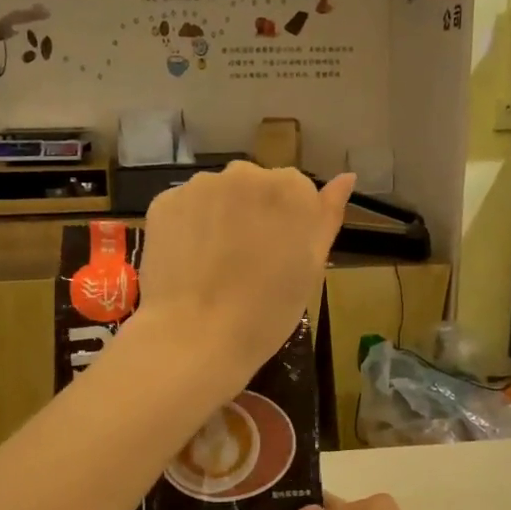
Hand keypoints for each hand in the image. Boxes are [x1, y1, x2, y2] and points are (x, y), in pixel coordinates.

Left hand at [136, 162, 352, 392]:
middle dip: (253, 214)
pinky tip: (189, 262)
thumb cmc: (267, 311)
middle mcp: (246, 173)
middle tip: (247, 263)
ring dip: (220, 217)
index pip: (296, 191)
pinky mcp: (164, 202)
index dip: (288, 224)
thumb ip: (327, 216)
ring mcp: (201, 185)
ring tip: (214, 265)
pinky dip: (189, 227)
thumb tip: (346, 177)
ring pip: (218, 195)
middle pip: (255, 186)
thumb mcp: (311, 268)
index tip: (280, 255)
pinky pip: (186, 208)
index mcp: (291, 189)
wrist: (197, 336)